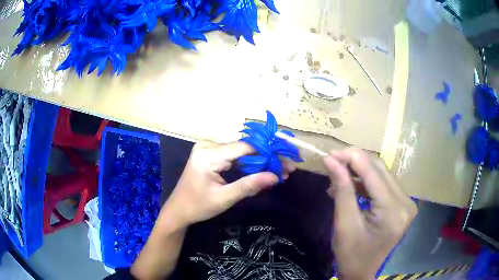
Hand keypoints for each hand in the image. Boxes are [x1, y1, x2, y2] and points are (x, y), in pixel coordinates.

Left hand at [160, 142, 282, 228]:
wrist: (178, 211)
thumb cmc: (197, 206)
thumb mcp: (224, 198)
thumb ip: (249, 186)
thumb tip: (275, 177)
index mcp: (208, 155)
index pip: (244, 147)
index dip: (268, 153)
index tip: (286, 162)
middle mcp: (208, 147)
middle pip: (244, 149)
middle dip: (267, 159)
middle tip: (287, 169)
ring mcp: (209, 150)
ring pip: (241, 153)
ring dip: (260, 162)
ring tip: (279, 171)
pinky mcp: (211, 156)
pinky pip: (234, 158)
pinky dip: (248, 165)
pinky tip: (263, 171)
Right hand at [324, 148, 417, 279]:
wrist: (361, 272)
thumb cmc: (351, 254)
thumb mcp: (344, 224)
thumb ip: (341, 189)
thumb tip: (330, 160)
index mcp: (393, 211)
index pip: (373, 173)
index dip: (351, 158)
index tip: (329, 153)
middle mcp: (405, 202)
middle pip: (380, 169)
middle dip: (355, 162)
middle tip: (332, 162)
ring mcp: (406, 202)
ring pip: (382, 174)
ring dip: (360, 170)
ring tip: (338, 175)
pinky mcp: (402, 204)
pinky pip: (384, 184)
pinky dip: (366, 181)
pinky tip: (351, 184)